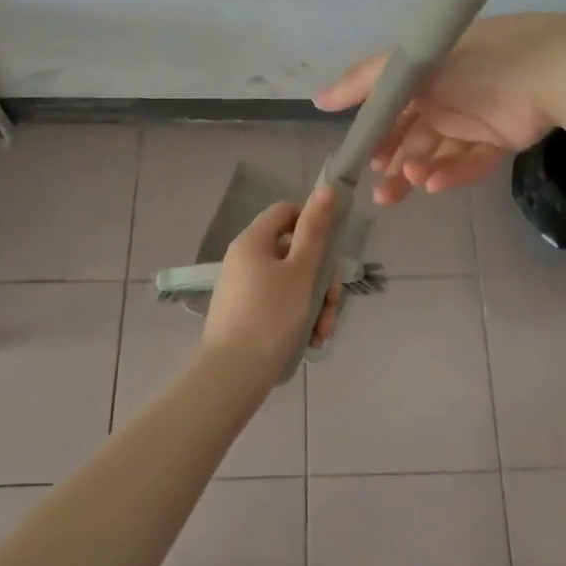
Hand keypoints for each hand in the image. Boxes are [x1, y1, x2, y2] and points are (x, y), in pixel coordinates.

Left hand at [203, 184, 343, 380]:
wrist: (232, 377)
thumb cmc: (270, 317)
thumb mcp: (301, 272)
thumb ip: (316, 230)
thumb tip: (327, 188)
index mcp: (253, 241)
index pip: (286, 211)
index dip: (312, 221)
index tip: (332, 248)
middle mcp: (244, 259)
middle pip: (294, 252)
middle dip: (322, 278)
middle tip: (333, 303)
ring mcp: (244, 288)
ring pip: (292, 283)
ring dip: (316, 303)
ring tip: (323, 332)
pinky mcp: (246, 314)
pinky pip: (280, 304)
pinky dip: (299, 317)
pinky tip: (311, 341)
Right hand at [313, 13, 565, 204]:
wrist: (550, 71)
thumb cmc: (473, 62)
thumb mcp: (410, 66)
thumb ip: (363, 82)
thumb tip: (317, 100)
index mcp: (425, 73)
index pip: (392, 107)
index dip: (377, 134)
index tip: (362, 159)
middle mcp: (447, 94)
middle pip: (413, 135)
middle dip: (394, 163)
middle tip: (380, 192)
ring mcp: (475, 118)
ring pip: (438, 152)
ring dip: (419, 170)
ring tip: (408, 185)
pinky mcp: (500, 139)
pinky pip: (470, 162)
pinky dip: (451, 174)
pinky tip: (433, 185)